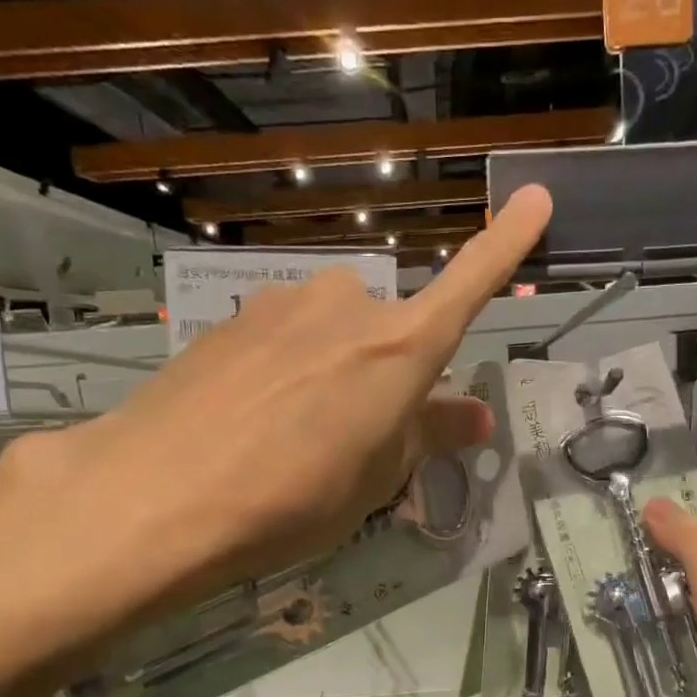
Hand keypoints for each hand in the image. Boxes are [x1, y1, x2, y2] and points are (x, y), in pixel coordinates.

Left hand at [0, 185, 551, 643]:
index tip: (538, 199)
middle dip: (384, 371)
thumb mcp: (377, 479)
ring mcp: (281, 306)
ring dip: (332, 370)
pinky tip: (251, 420)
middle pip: (386, 329)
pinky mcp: (230, 321)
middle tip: (359, 436)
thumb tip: (477, 417)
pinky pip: (282, 339)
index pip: (468, 287)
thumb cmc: (295, 497)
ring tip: (295, 436)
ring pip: (330, 332)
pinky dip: (285, 370)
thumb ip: (428, 435)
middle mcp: (345, 307)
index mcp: (399, 348)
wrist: (158, 495)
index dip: (506, 246)